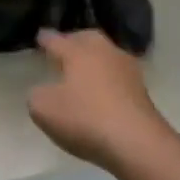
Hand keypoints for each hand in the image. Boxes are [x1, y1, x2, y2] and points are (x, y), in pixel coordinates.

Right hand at [28, 29, 172, 170]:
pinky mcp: (142, 92)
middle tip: (64, 49)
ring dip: (94, 60)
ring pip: (107, 56)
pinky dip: (107, 80)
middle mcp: (105, 53)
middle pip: (88, 39)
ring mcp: (128, 71)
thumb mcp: (43, 109)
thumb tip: (45, 91)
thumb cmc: (85, 118)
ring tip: (82, 71)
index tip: (40, 36)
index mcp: (78, 52)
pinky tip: (100, 91)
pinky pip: (118, 77)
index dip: (45, 39)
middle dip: (74, 41)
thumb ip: (37, 95)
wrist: (137, 143)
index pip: (57, 40)